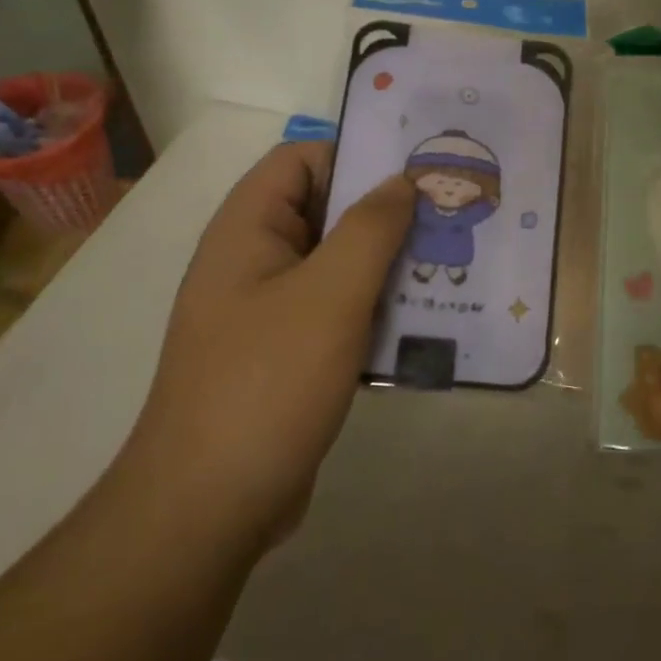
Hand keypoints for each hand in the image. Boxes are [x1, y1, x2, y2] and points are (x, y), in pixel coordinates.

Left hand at [126, 142, 412, 548]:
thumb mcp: (330, 295)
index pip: (302, 160)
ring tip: (450, 262)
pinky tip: (426, 318)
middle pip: (325, 211)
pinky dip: (378, 307)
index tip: (417, 170)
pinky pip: (340, 310)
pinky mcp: (289, 354)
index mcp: (248, 230)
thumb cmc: (268, 382)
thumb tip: (401, 182)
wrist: (210, 505)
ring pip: (339, 264)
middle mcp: (254, 261)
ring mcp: (270, 310)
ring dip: (390, 263)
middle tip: (449, 214)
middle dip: (387, 212)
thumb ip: (370, 229)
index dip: (357, 155)